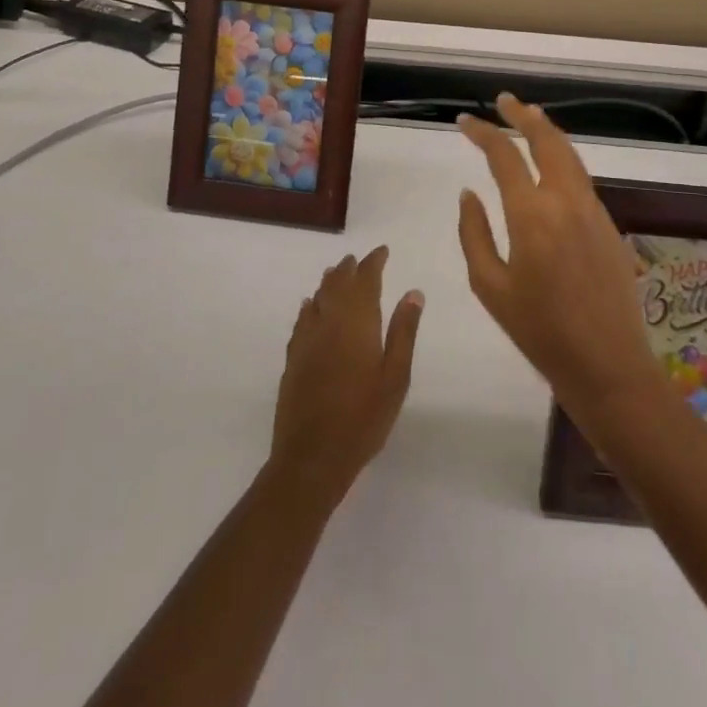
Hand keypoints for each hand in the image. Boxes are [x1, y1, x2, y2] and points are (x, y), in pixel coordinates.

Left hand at [267, 247, 423, 510]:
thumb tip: (413, 292)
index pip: (365, 279)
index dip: (373, 262)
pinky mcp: (293, 357)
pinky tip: (311, 306)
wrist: (313, 455)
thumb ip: (404, 331)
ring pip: (318, 298)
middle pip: (338, 283)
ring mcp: (307, 339)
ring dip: (329, 282)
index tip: (382, 251)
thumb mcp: (396, 376)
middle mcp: (329, 321)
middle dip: (350, 268)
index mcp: (357, 322)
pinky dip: (310, 306)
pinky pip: (302, 319)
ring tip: (338, 273)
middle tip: (360, 260)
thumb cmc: (364, 417)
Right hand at [456, 94, 659, 418]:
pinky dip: (563, 157)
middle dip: (522, 115)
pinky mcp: (609, 224)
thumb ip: (473, 232)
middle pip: (546, 140)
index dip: (482, 133)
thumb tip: (469, 193)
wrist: (607, 365)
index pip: (504, 156)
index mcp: (531, 215)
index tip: (463, 122)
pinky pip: (582, 178)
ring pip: (570, 155)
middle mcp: (565, 201)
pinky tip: (552, 163)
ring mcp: (593, 210)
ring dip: (547, 131)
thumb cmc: (539, 331)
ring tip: (528, 117)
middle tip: (504, 101)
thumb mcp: (489, 285)